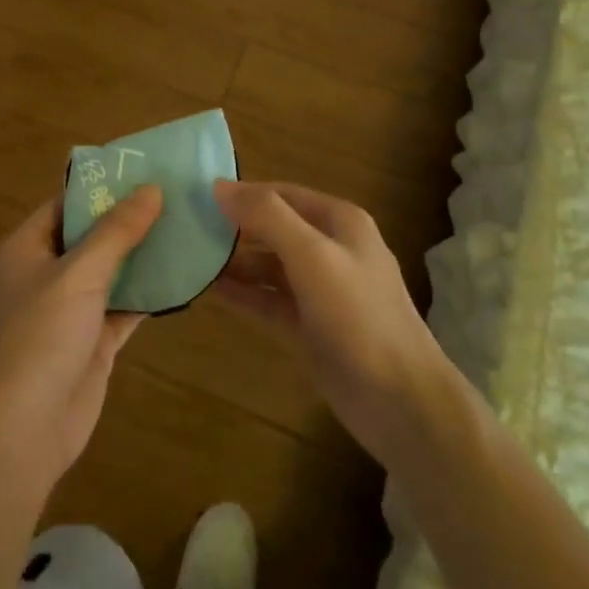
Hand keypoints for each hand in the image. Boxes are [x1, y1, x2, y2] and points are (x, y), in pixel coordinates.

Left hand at [0, 186, 160, 490]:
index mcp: (28, 248)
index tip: (143, 169)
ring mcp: (71, 309)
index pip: (66, 204)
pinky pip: (125, 305)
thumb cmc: (41, 335)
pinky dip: (149, 292)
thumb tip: (151, 188)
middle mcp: (47, 273)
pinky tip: (184, 274)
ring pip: (112, 271)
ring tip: (187, 225)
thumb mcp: (79, 273)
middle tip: (176, 194)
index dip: (101, 186)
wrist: (25, 429)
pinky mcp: (94, 340)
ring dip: (143, 254)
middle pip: (92, 236)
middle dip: (129, 219)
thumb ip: (117, 231)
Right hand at [213, 180, 452, 469]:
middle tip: (187, 228)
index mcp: (339, 222)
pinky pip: (271, 300)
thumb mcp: (312, 256)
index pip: (281, 194)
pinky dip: (245, 294)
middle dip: (236, 227)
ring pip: (270, 266)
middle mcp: (331, 249)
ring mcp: (322, 290)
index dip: (243, 193)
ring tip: (192, 258)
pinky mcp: (312, 326)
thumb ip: (267, 217)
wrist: (401, 401)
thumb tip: (220, 186)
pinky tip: (212, 290)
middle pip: (275, 227)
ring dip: (236, 262)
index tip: (198, 197)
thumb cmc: (358, 316)